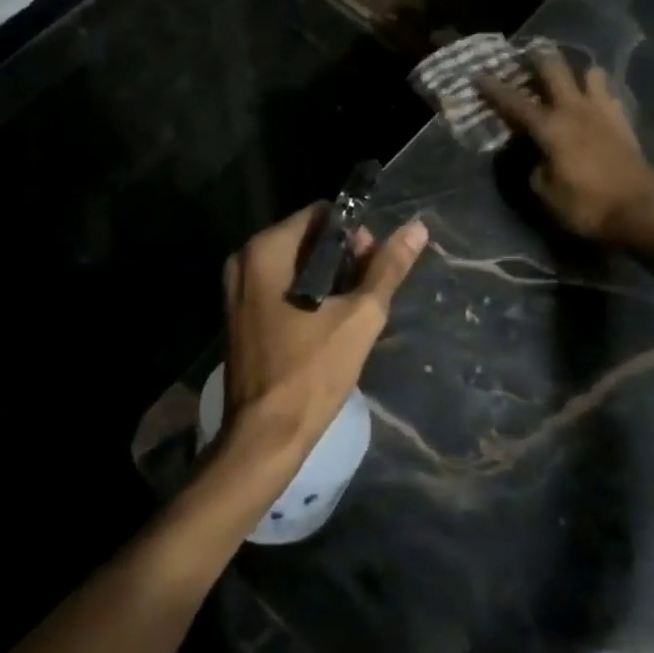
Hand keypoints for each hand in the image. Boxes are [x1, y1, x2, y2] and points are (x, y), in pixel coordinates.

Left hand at [211, 204, 426, 499]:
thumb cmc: (311, 372)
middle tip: (368, 289)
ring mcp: (237, 290)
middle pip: (305, 239)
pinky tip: (330, 322)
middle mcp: (243, 261)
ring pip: (294, 265)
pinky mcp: (240, 316)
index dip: (353, 232)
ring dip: (328, 279)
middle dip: (341, 257)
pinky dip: (307, 295)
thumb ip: (387, 268)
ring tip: (355, 308)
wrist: (265, 437)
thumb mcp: (359, 316)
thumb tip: (417, 228)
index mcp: (265, 251)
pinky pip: (280, 288)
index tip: (374, 261)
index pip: (318, 215)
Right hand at [479, 53, 653, 246]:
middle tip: (526, 57)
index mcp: (551, 127)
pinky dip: (597, 91)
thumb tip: (534, 154)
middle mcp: (576, 110)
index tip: (479, 75)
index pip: (515, 102)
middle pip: (555, 69)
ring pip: (589, 73)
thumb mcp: (545, 193)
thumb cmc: (586, 207)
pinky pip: (609, 93)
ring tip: (566, 80)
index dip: (494, 88)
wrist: (641, 214)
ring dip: (575, 72)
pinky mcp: (624, 122)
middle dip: (537, 59)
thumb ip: (533, 166)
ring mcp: (604, 112)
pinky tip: (592, 102)